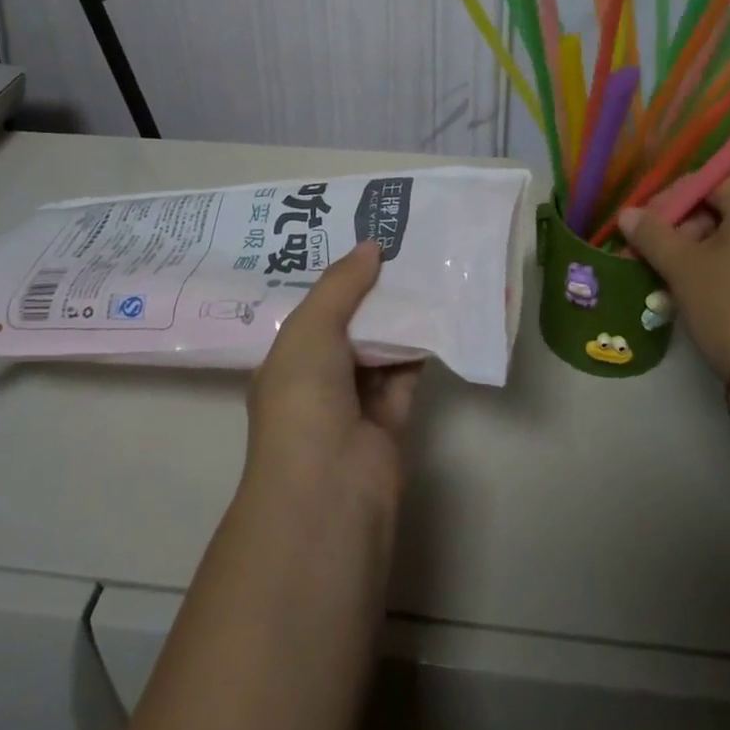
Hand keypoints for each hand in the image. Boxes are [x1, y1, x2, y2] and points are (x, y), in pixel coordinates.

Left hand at [246, 241, 422, 516]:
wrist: (330, 489)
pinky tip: (441, 310)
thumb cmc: (304, 400)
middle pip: (351, 324)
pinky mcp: (392, 418)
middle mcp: (319, 378)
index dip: (338, 276)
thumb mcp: (310, 330)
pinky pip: (407, 371)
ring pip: (381, 346)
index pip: (314, 309)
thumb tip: (371, 245)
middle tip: (405, 244)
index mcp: (288, 359)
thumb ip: (340, 285)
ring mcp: (356, 401)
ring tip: (427, 266)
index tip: (365, 239)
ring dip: (401, 315)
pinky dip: (422, 346)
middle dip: (373, 289)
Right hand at [618, 174, 729, 390]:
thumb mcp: (681, 266)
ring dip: (692, 253)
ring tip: (664, 282)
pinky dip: (716, 271)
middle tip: (650, 255)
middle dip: (678, 229)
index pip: (708, 180)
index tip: (644, 225)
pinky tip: (690, 296)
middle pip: (718, 207)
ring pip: (729, 238)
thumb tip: (628, 214)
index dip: (670, 198)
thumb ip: (651, 234)